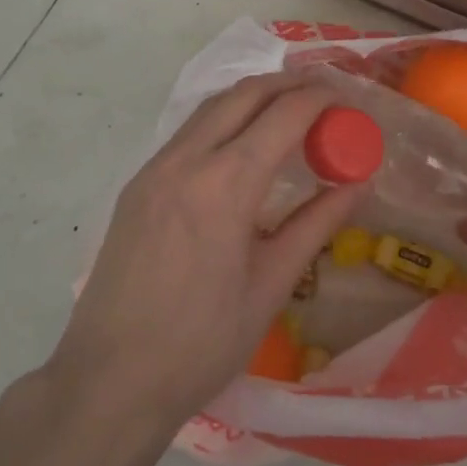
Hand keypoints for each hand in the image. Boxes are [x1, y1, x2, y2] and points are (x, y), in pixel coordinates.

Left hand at [47, 74, 358, 434]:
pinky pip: (188, 132)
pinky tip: (241, 143)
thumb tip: (357, 184)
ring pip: (212, 107)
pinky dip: (224, 120)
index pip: (284, 115)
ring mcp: (155, 168)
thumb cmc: (202, 344)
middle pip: (245, 94)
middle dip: (289, 84)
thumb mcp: (271, 286)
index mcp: (226, 185)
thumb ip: (315, 225)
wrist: (109, 381)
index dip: (321, 99)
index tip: (348, 100)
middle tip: (324, 94)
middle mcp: (187, 160)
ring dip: (254, 97)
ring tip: (288, 109)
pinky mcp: (137, 184)